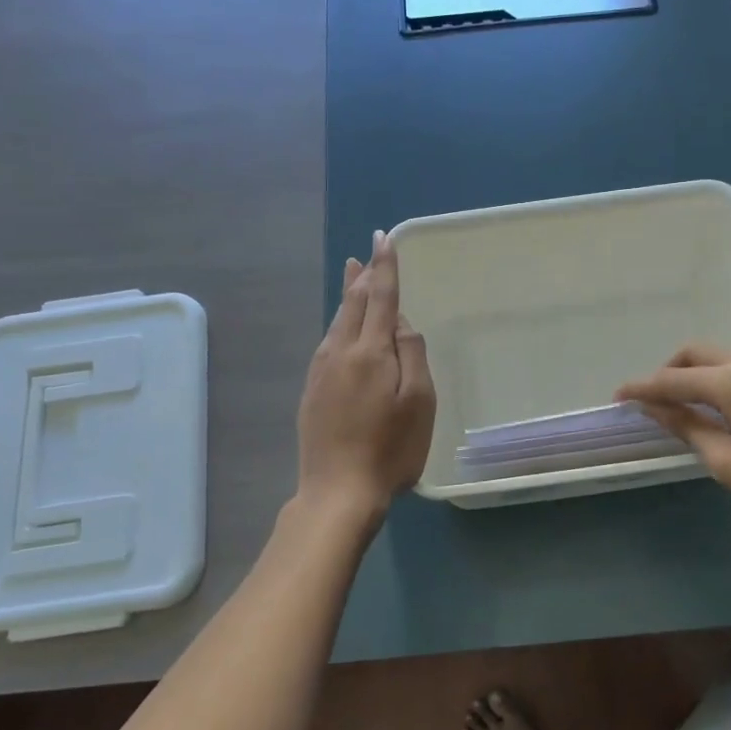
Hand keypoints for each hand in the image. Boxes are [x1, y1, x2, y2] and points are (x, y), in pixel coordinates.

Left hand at [296, 231, 435, 521]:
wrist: (337, 491)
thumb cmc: (390, 449)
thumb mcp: (419, 402)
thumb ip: (412, 353)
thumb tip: (399, 322)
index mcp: (371, 351)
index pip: (380, 296)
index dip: (385, 266)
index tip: (384, 238)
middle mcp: (340, 352)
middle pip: (352, 303)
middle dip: (362, 275)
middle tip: (367, 252)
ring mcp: (321, 371)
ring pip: (337, 322)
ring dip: (348, 296)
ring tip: (354, 277)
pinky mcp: (311, 390)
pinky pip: (328, 342)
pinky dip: (339, 323)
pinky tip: (342, 328)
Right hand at [616, 344, 730, 543]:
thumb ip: (690, 429)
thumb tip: (658, 409)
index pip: (673, 379)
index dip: (642, 388)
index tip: (618, 396)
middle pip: (697, 354)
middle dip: (668, 371)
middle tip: (652, 400)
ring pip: (722, 358)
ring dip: (697, 374)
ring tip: (685, 407)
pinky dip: (722, 379)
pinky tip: (723, 408)